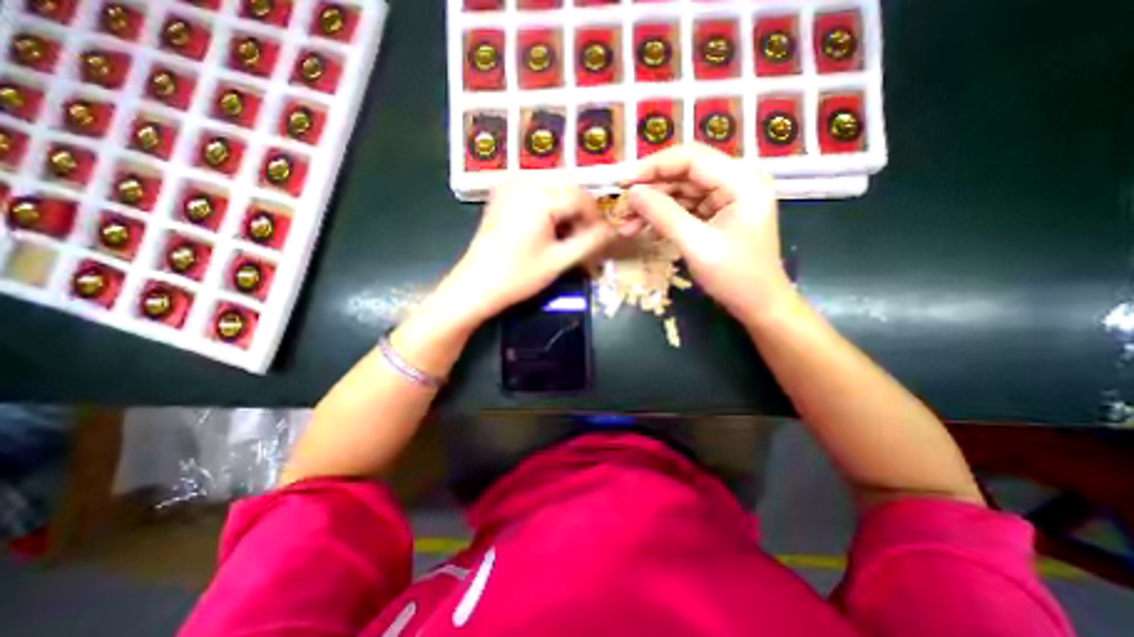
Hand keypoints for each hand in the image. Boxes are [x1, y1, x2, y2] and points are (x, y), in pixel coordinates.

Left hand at [445, 182, 616, 323]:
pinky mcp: (501, 195)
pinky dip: (547, 207)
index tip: (599, 239)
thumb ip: (590, 242)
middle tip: (582, 240)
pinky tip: (546, 228)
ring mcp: (509, 186)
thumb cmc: (518, 276)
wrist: (475, 286)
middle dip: (579, 214)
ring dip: (565, 210)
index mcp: (538, 197)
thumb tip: (613, 231)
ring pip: (552, 190)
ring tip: (565, 237)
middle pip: (567, 190)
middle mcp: (523, 182)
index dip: (595, 218)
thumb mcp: (559, 261)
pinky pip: (535, 192)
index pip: (581, 197)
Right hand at [619, 144, 794, 323]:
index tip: (622, 182)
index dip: (652, 167)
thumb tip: (632, 193)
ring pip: (680, 192)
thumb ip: (664, 215)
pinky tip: (643, 230)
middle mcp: (735, 182)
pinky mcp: (717, 215)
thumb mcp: (696, 245)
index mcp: (741, 181)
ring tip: (625, 225)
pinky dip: (663, 218)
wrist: (758, 305)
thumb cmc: (735, 277)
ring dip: (652, 207)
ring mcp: (726, 199)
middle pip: (683, 175)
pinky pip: (684, 209)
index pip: (690, 159)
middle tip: (620, 210)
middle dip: (649, 192)